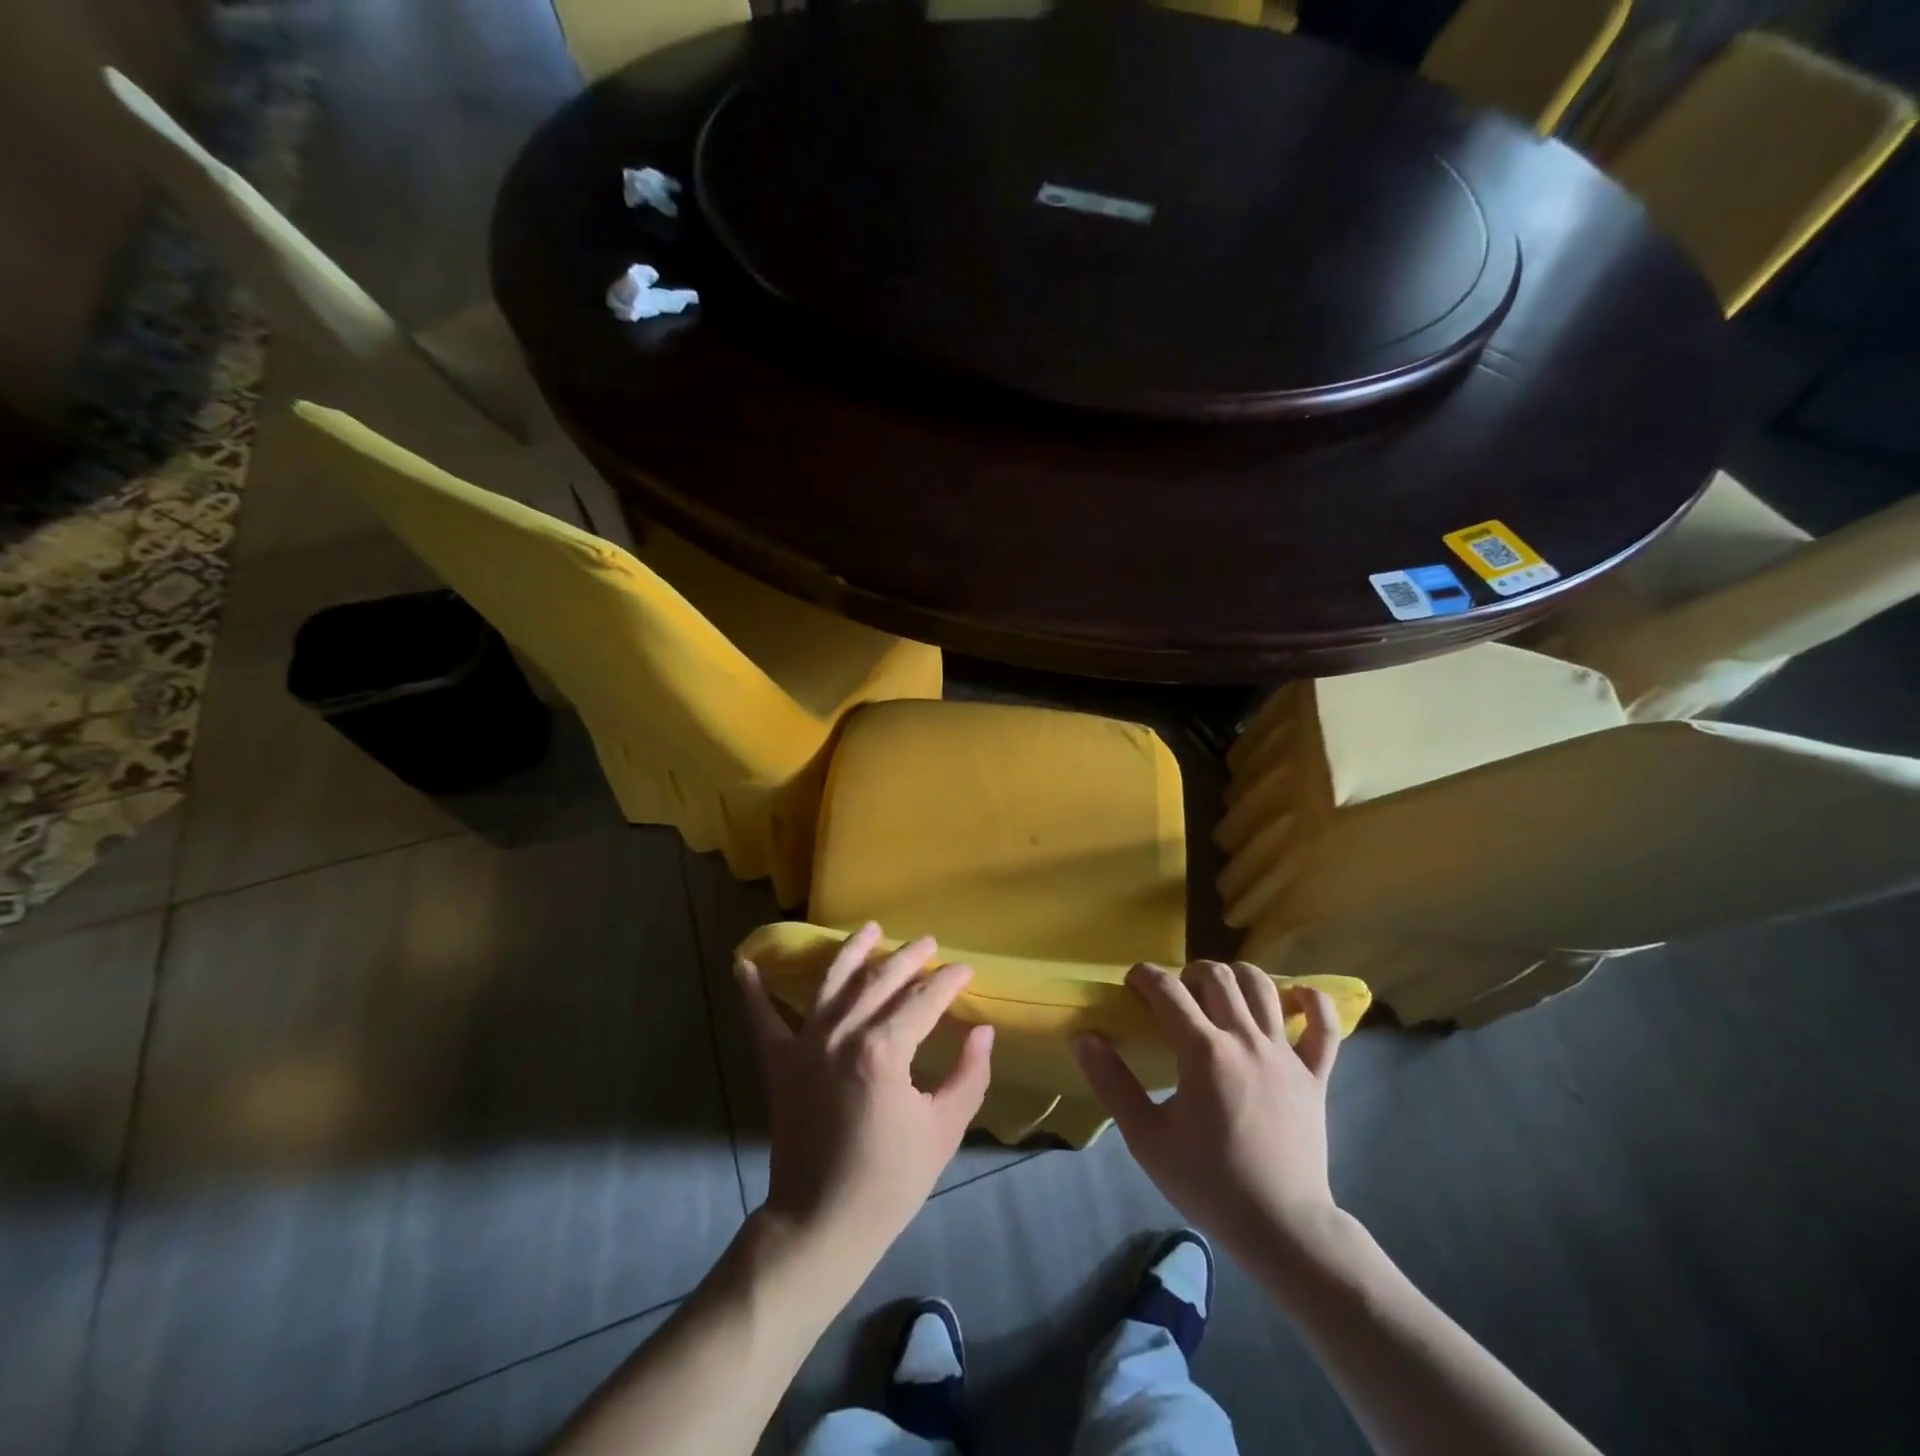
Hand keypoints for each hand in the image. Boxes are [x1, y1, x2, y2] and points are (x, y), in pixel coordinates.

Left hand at [735, 923, 993, 1286]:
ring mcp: (806, 1045)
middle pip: (881, 980)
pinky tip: (745, 963)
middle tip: (929, 942)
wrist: (821, 1225)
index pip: (924, 999)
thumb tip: (982, 1031)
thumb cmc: (890, 1181)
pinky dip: (752, 992)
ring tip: (870, 928)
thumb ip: (968, 1074)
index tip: (965, 968)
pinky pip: (762, 1020)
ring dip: (852, 950)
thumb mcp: (943, 1129)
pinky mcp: (780, 1064)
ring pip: (832, 982)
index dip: (948, 981)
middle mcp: (843, 1034)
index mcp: (884, 1050)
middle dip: (909, 957)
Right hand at [1073, 961, 1342, 1264]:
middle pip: (1217, 977)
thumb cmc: (1209, 1183)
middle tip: (1175, 995)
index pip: (1167, 989)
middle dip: (1188, 973)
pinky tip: (1296, 995)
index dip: (1145, 976)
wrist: (1282, 1229)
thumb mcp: (1146, 1138)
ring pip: (1263, 987)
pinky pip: (1325, 1026)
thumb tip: (1083, 1037)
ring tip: (1220, 992)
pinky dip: (1313, 1002)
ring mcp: (1285, 1055)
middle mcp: (1245, 1040)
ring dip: (1237, 977)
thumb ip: (1112, 1083)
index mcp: (1204, 1052)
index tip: (1132, 985)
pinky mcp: (1315, 1075)